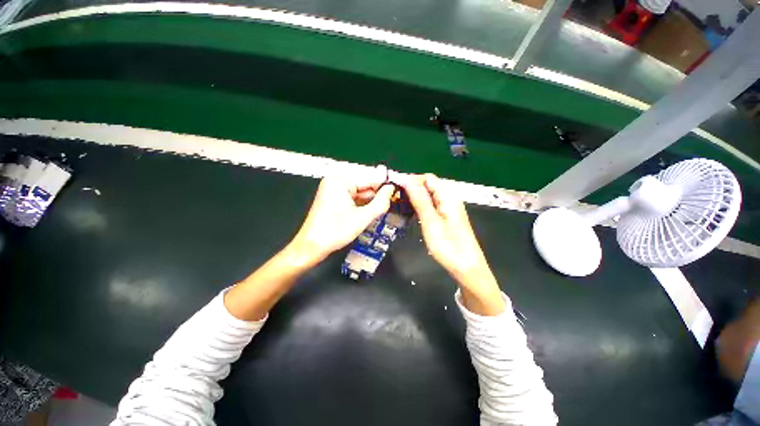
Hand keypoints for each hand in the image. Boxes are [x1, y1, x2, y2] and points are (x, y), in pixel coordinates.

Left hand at [290, 170, 395, 264]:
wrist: (311, 246)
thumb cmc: (335, 232)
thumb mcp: (362, 218)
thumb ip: (380, 202)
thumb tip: (391, 189)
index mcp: (341, 181)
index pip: (370, 178)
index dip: (385, 185)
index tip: (398, 191)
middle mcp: (336, 180)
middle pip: (365, 184)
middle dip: (376, 195)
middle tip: (389, 205)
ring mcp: (333, 188)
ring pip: (360, 191)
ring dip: (369, 201)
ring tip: (378, 211)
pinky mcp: (333, 197)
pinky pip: (352, 196)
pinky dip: (361, 204)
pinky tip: (366, 213)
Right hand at [403, 174, 504, 314]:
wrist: (466, 267)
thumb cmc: (448, 245)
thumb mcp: (430, 221)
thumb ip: (419, 199)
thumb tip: (407, 180)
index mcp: (448, 196)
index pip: (427, 178)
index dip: (411, 181)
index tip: (396, 190)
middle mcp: (450, 198)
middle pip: (429, 185)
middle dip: (412, 189)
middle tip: (396, 200)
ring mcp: (449, 208)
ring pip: (429, 196)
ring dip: (415, 198)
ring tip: (400, 206)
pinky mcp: (447, 217)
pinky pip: (432, 205)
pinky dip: (421, 206)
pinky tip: (412, 213)